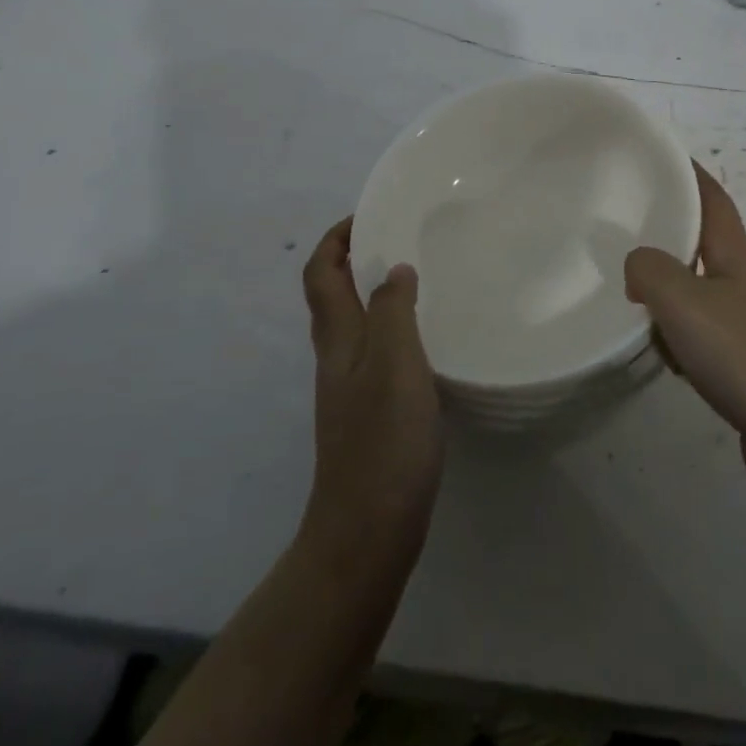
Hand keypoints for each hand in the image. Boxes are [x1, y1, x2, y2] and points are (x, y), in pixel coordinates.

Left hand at [299, 219, 444, 557]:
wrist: (368, 530)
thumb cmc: (384, 441)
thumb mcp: (395, 364)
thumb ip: (392, 311)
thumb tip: (393, 270)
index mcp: (339, 340)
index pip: (320, 275)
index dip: (335, 241)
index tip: (368, 215)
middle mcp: (337, 359)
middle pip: (331, 297)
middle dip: (354, 260)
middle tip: (399, 240)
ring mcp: (350, 390)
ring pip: (354, 325)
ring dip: (373, 293)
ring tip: (417, 279)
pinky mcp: (369, 415)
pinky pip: (375, 353)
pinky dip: (392, 330)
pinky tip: (425, 340)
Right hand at [625, 166, 745, 496]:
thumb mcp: (685, 304)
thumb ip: (650, 271)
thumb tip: (639, 267)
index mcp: (740, 256)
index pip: (712, 198)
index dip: (688, 172)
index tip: (659, 155)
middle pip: (706, 244)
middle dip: (669, 237)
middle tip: (625, 235)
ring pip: (703, 292)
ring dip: (672, 296)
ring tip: (636, 307)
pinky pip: (710, 334)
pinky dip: (685, 337)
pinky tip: (671, 360)